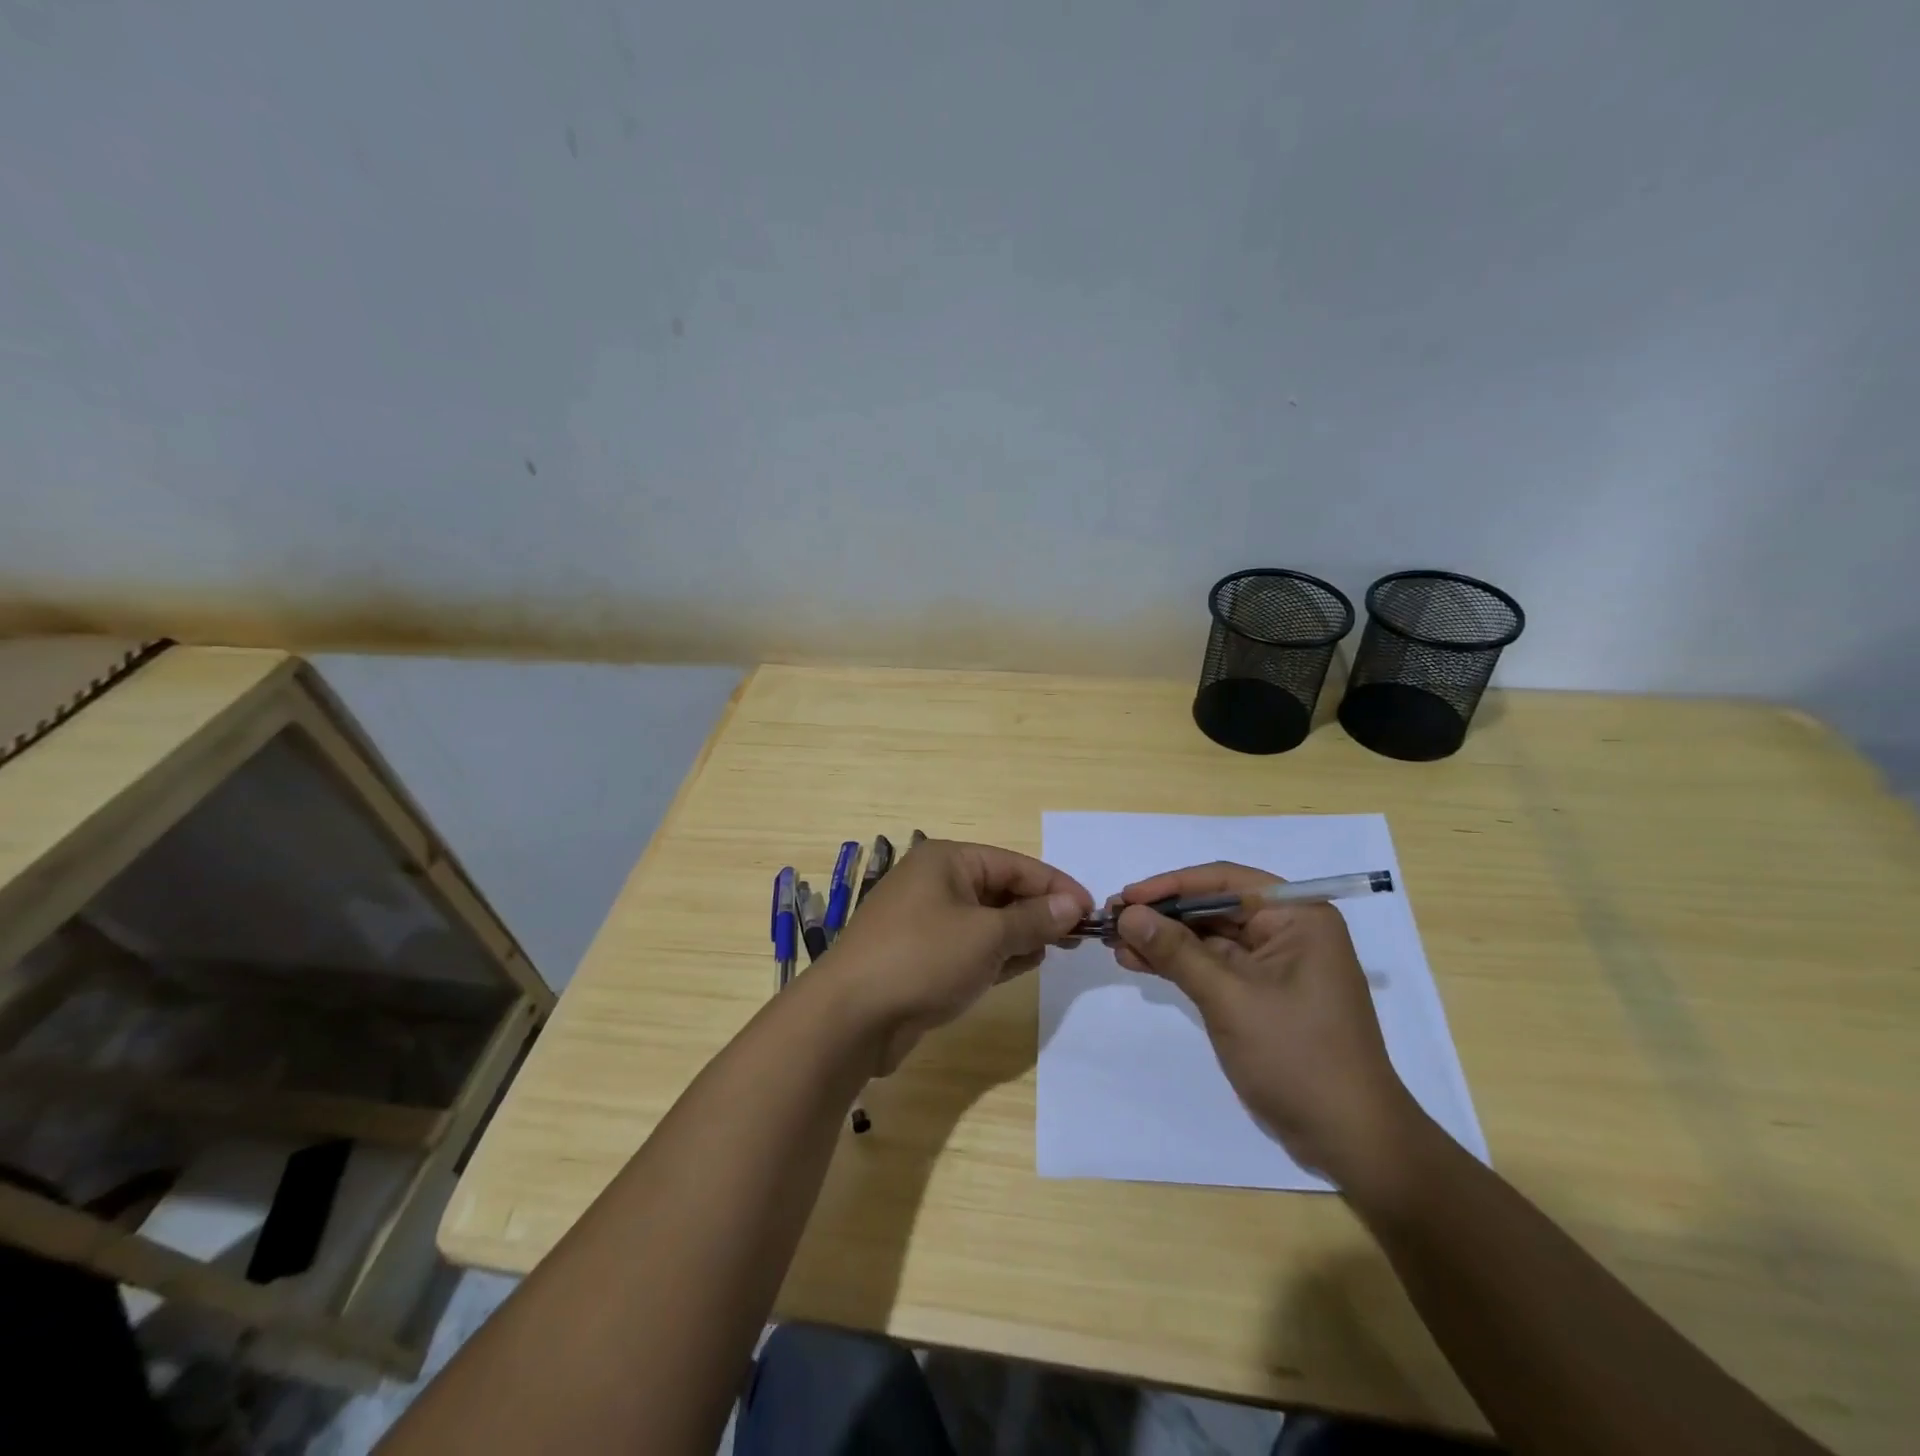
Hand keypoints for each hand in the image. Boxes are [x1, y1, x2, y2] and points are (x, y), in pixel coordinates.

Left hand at [821, 839, 1091, 1074]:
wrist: (851, 1017)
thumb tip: (1073, 904)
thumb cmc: (923, 959)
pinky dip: (997, 953)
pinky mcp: (921, 956)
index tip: (1092, 911)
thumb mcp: (987, 935)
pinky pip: (970, 946)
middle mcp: (935, 883)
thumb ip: (1033, 919)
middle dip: (1039, 911)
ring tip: (1056, 950)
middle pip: (1000, 890)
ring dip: (1020, 933)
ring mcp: (925, 921)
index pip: (1015, 864)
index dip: (1056, 886)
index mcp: (947, 860)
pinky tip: (1024, 964)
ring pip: (987, 920)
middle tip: (1078, 937)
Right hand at [1111, 862, 1421, 1185]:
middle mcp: (1288, 931)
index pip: (1225, 881)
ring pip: (1208, 937)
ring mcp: (1274, 965)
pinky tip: (1138, 963)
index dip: (1171, 885)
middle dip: (1162, 915)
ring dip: (1163, 940)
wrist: (1349, 1139)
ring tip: (1116, 944)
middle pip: (1214, 906)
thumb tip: (1128, 914)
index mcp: (1298, 916)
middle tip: (1112, 921)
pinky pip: (1212, 966)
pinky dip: (1177, 964)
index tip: (1126, 897)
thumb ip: (1177, 951)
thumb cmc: (1297, 1057)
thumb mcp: (1230, 998)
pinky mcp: (1260, 994)